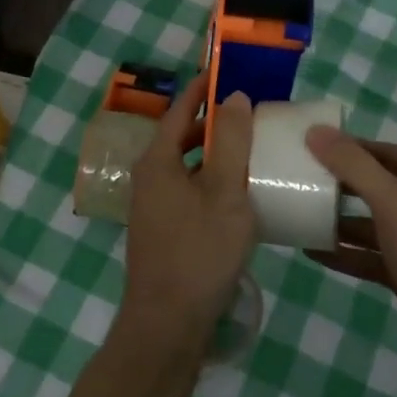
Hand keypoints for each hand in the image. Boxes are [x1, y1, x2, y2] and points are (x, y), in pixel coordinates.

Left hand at [120, 75, 258, 350]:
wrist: (167, 325)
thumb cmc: (198, 252)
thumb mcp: (225, 193)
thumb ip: (231, 143)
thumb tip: (234, 96)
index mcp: (157, 161)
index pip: (179, 111)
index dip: (202, 89)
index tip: (224, 71)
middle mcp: (148, 178)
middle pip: (181, 137)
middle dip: (212, 122)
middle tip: (248, 112)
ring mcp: (153, 207)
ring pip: (185, 166)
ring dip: (213, 154)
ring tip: (248, 149)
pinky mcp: (162, 231)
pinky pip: (188, 190)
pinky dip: (210, 180)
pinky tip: (237, 194)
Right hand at [304, 128, 396, 378]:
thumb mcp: (394, 202)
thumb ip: (354, 166)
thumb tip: (315, 131)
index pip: (382, 152)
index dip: (347, 147)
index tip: (308, 146)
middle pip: (376, 185)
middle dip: (339, 184)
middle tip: (298, 179)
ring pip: (372, 223)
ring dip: (339, 220)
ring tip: (299, 214)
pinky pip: (371, 256)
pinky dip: (346, 253)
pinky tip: (313, 251)